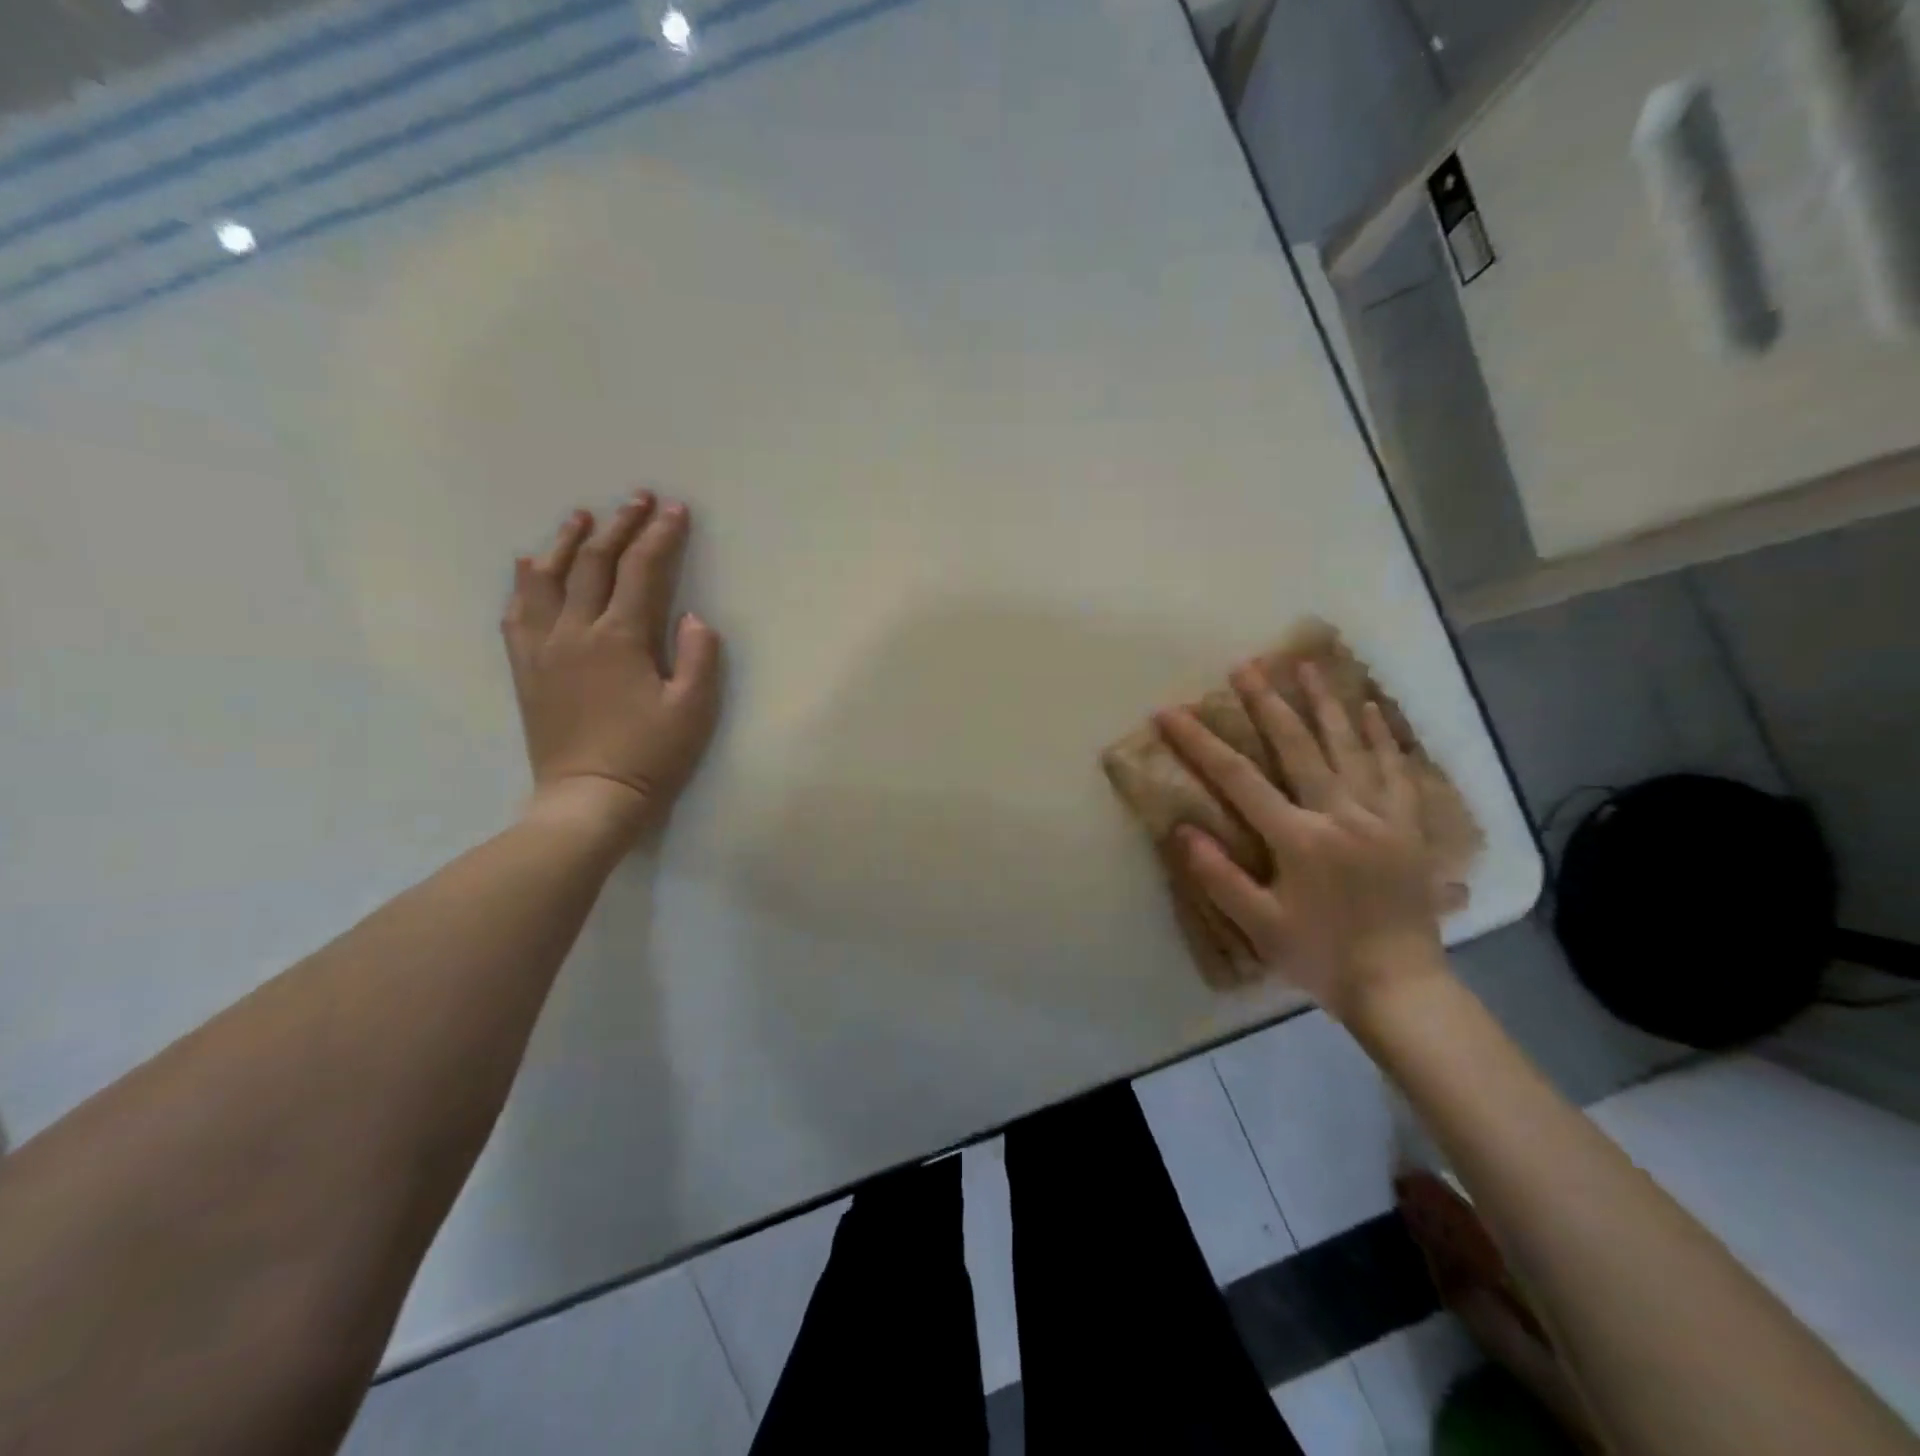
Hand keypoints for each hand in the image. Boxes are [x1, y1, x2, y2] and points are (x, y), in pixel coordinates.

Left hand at [501, 491, 723, 846]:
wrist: (589, 798)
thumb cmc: (650, 755)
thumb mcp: (693, 710)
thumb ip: (699, 657)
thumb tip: (693, 617)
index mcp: (620, 638)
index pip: (641, 571)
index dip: (660, 536)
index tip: (675, 510)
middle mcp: (575, 631)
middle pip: (594, 563)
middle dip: (620, 525)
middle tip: (637, 499)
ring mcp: (543, 648)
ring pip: (548, 578)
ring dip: (566, 542)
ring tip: (580, 516)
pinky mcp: (526, 668)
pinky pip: (517, 612)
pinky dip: (526, 582)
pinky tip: (532, 568)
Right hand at [1154, 660, 1444, 1021]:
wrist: (1401, 987)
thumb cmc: (1322, 957)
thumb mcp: (1259, 926)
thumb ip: (1219, 876)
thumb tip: (1182, 829)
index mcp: (1300, 838)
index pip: (1239, 779)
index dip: (1201, 743)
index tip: (1171, 712)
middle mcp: (1341, 814)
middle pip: (1299, 746)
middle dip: (1267, 703)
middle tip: (1245, 666)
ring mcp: (1381, 816)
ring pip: (1351, 747)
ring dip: (1326, 703)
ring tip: (1308, 665)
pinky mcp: (1409, 827)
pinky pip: (1397, 770)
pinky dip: (1383, 736)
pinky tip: (1371, 708)